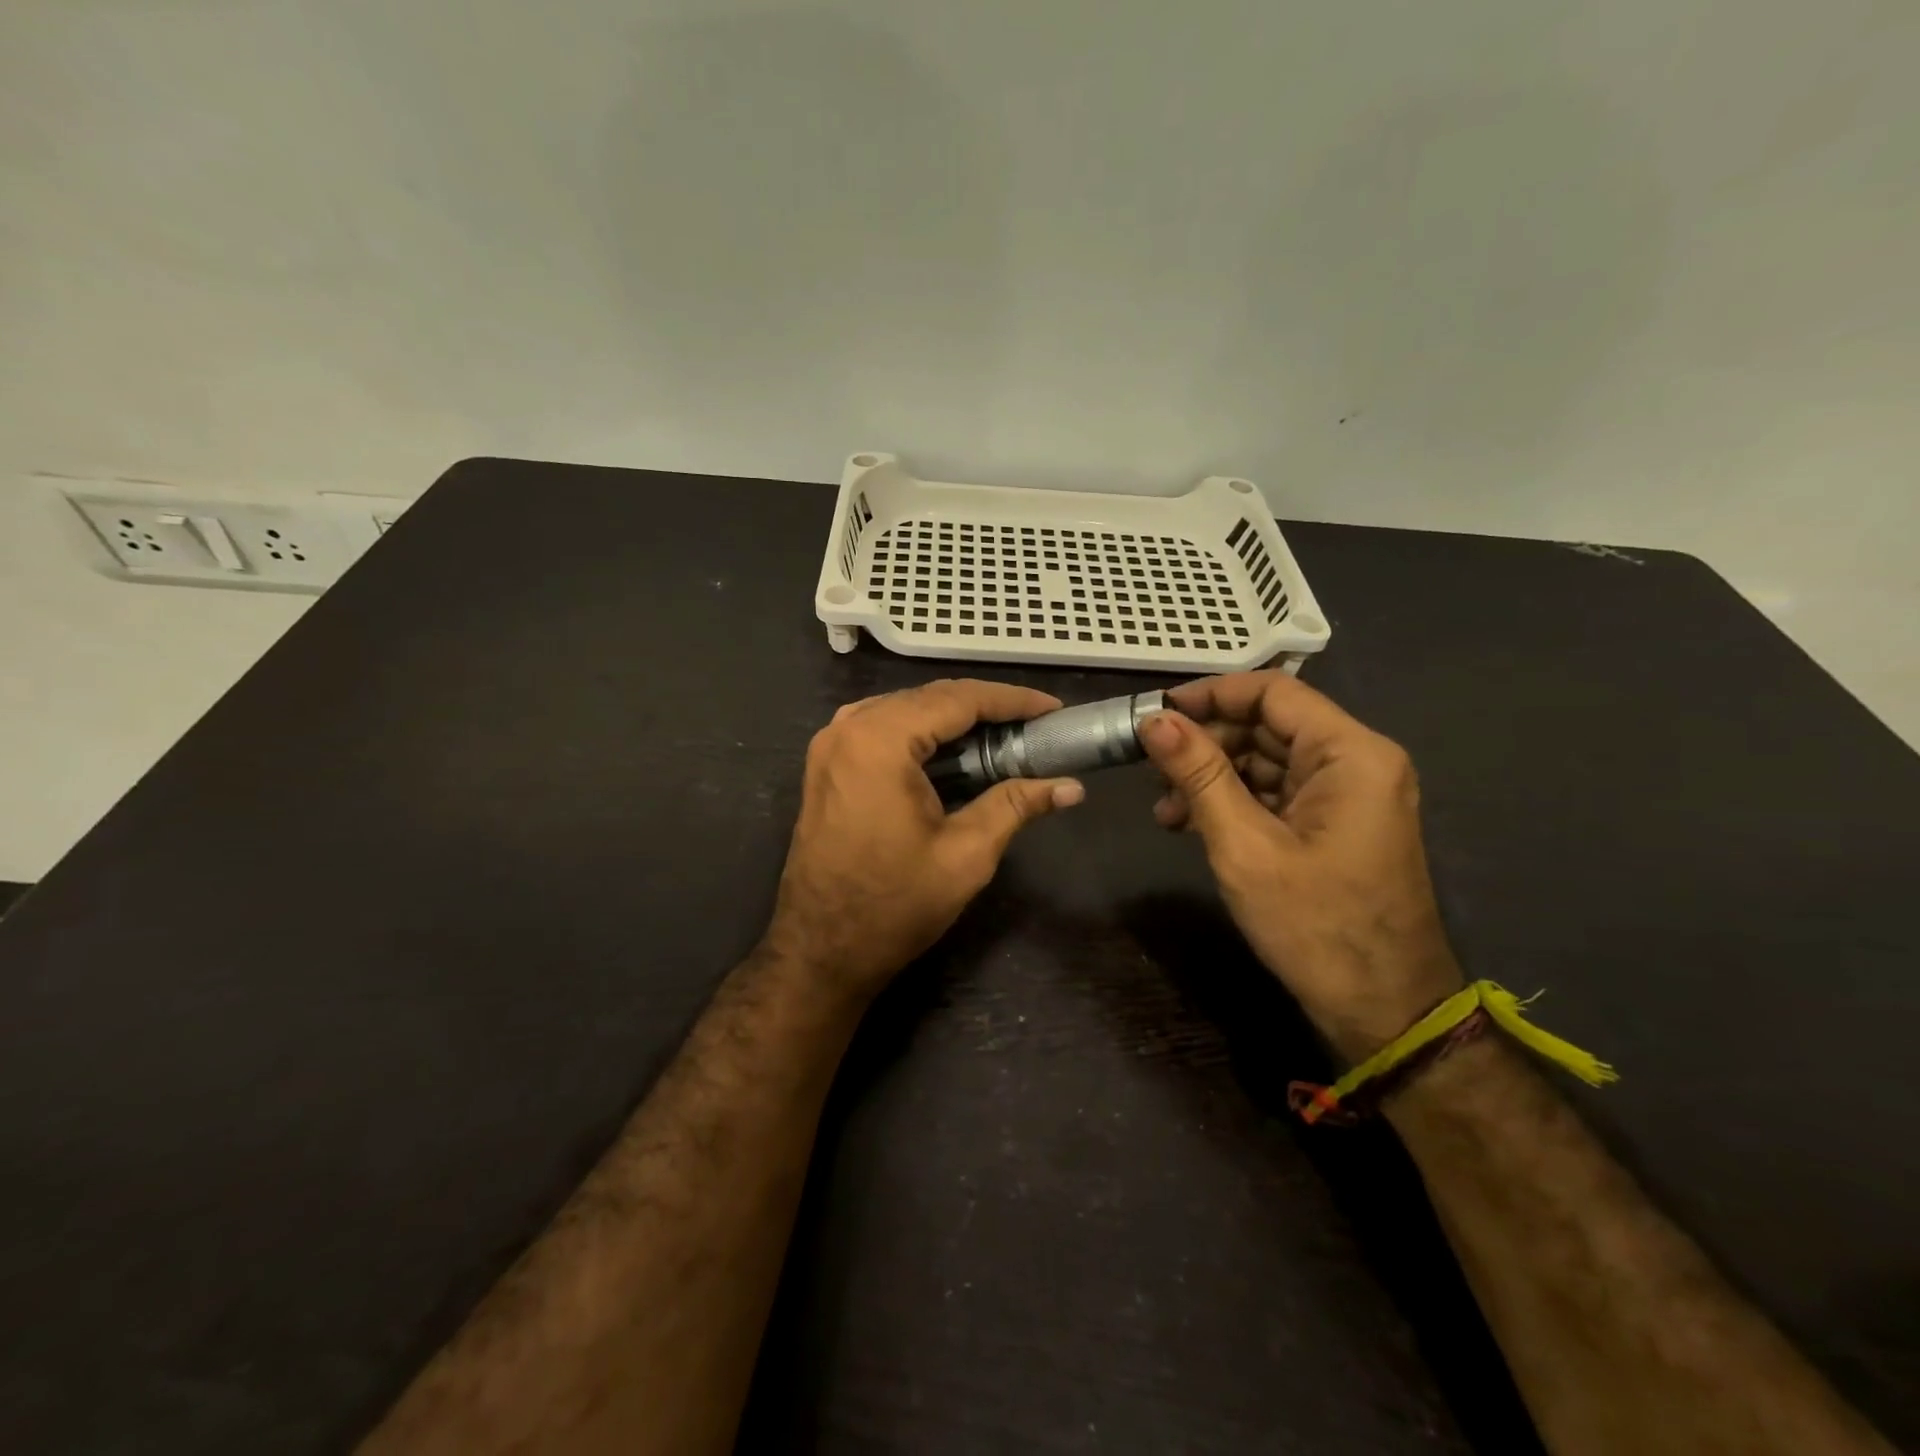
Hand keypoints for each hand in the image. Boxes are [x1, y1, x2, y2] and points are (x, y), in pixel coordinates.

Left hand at [763, 679, 1084, 998]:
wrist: (822, 949)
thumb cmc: (894, 905)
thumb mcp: (966, 855)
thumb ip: (1016, 806)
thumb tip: (1072, 787)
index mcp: (879, 741)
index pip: (957, 699)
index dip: (1011, 700)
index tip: (1053, 709)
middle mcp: (848, 728)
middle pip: (929, 698)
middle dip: (985, 707)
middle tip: (1034, 724)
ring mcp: (830, 745)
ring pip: (904, 709)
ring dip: (953, 717)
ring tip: (1002, 734)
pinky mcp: (826, 764)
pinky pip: (881, 727)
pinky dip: (921, 732)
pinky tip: (951, 750)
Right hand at [1140, 671, 1462, 1061]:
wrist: (1383, 1011)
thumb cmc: (1315, 925)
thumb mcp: (1243, 845)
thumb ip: (1198, 774)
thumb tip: (1153, 719)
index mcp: (1351, 753)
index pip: (1272, 692)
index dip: (1209, 695)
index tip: (1155, 713)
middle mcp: (1357, 761)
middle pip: (1268, 725)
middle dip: (1205, 743)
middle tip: (1150, 769)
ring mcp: (1349, 794)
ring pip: (1268, 760)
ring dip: (1213, 776)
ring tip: (1164, 809)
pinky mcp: (1336, 823)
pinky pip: (1278, 792)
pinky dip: (1234, 801)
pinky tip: (1190, 824)